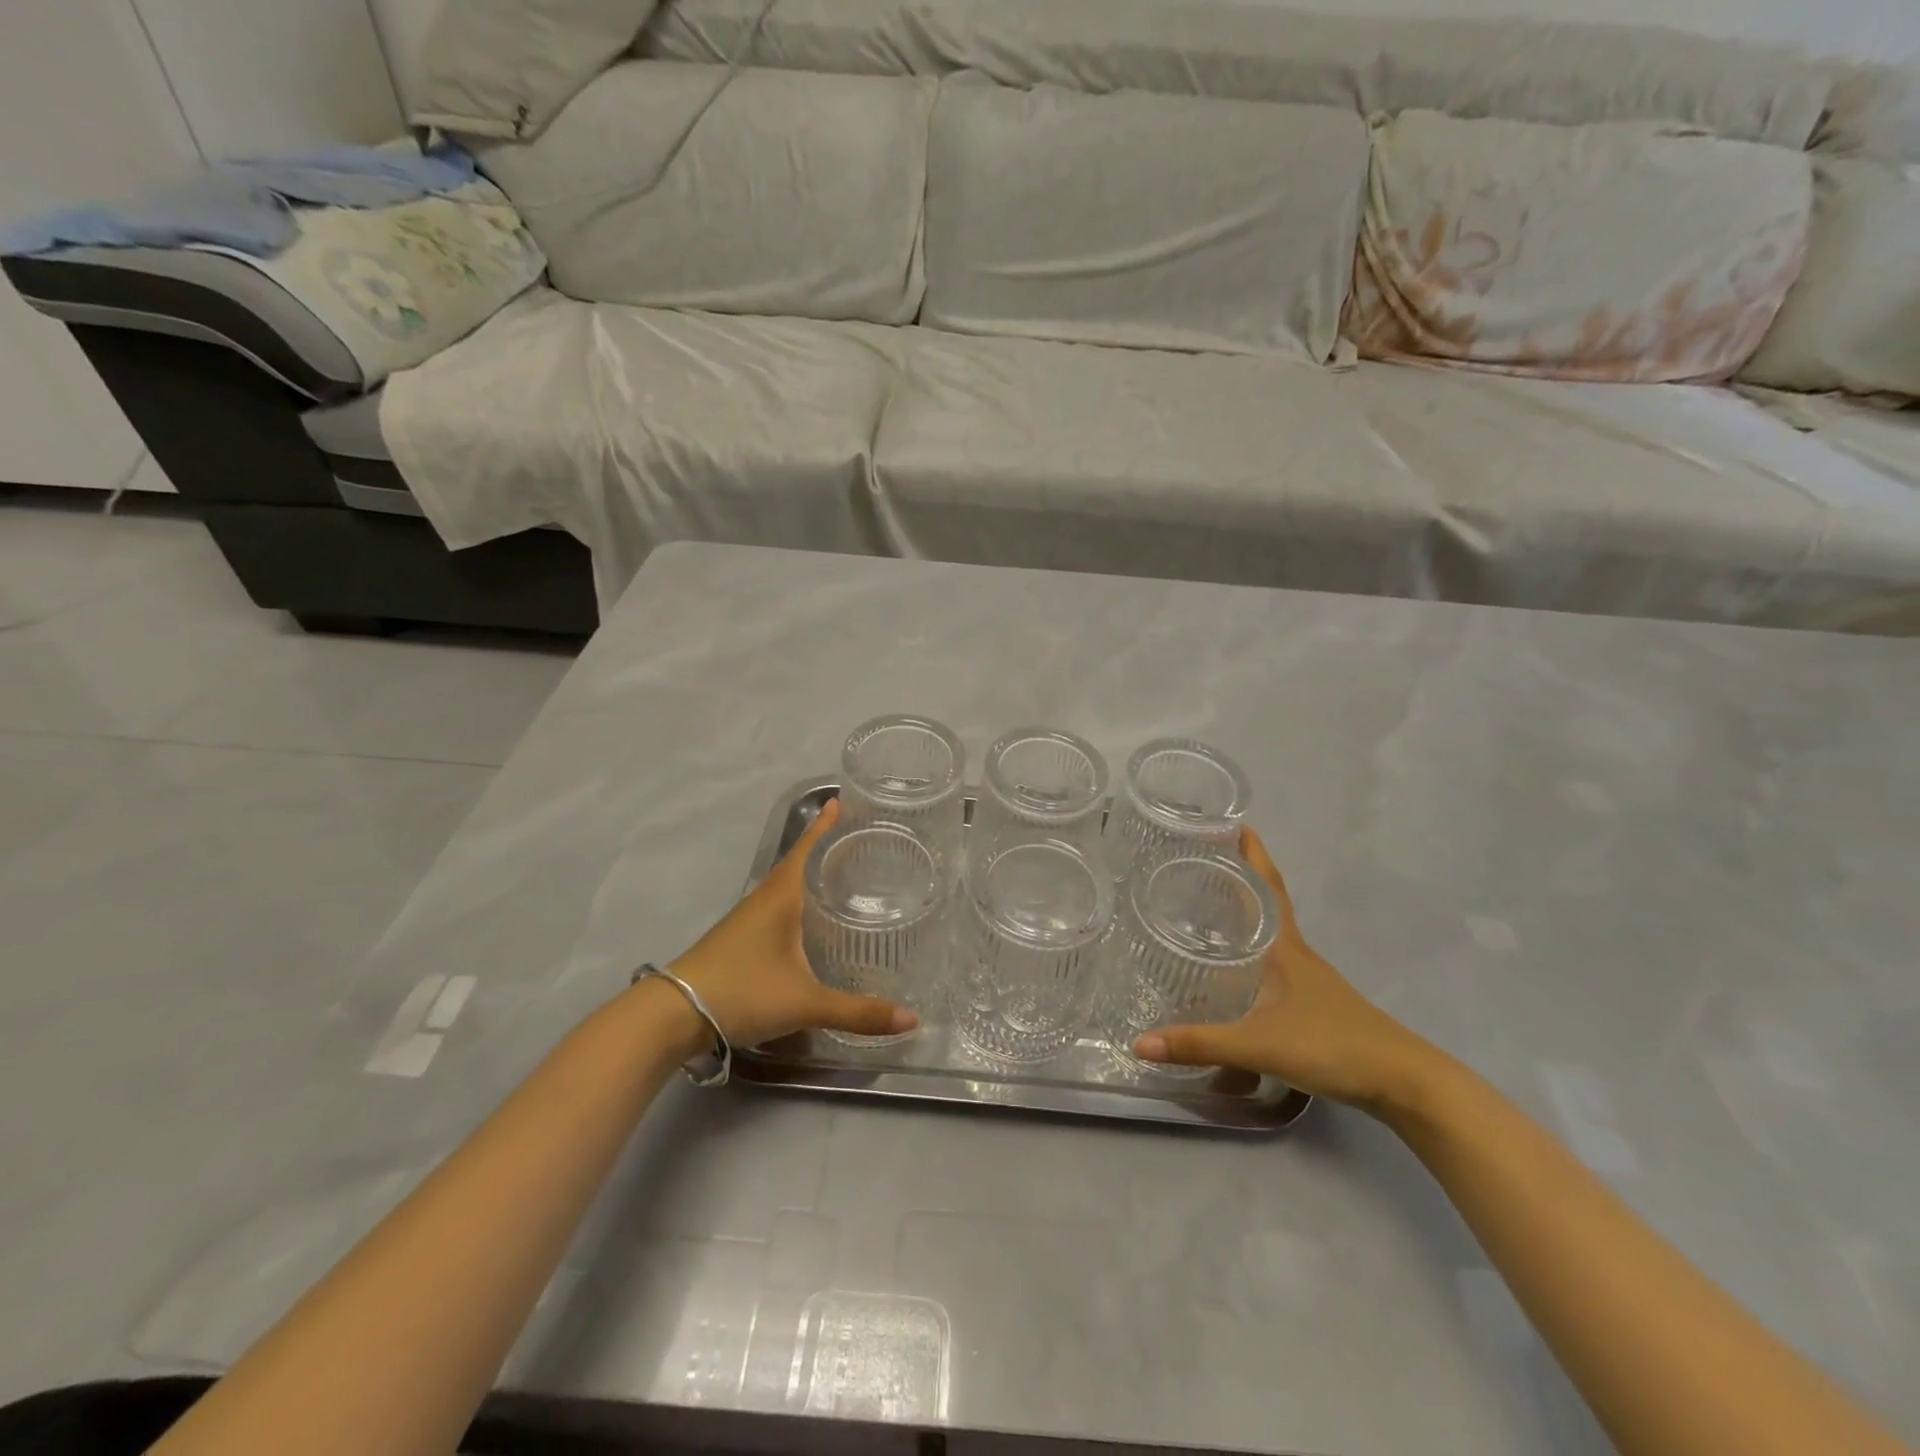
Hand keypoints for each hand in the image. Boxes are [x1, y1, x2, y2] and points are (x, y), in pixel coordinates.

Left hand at [666, 797, 917, 1047]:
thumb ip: (858, 1012)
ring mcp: (748, 918)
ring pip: (785, 885)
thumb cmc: (743, 991)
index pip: (808, 848)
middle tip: (858, 839)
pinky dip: (797, 899)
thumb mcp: (805, 1003)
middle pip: (798, 862)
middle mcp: (765, 898)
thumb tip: (912, 1019)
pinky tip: (808, 919)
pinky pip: (776, 905)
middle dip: (825, 847)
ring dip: (810, 874)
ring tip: (841, 874)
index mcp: (782, 896)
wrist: (673, 1014)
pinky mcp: (739, 938)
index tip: (841, 800)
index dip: (825, 825)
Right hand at [1133, 827, 1439, 1110]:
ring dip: (1241, 915)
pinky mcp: (1311, 1003)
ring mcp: (1306, 979)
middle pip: (1264, 903)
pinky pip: (1271, 963)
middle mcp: (1295, 954)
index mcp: (1285, 946)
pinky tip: (1230, 968)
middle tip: (1195, 860)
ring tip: (1202, 906)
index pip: (1268, 885)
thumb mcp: (1259, 1044)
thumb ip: (1200, 1043)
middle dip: (1235, 877)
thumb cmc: (1332, 1045)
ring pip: (1267, 934)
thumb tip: (1140, 1043)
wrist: (1403, 1083)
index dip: (1252, 852)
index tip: (1230, 821)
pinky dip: (1249, 952)